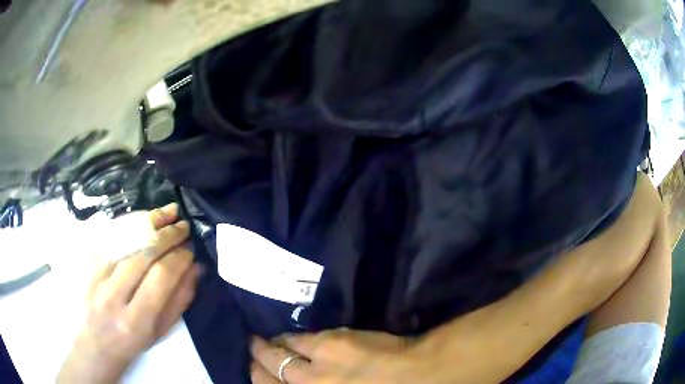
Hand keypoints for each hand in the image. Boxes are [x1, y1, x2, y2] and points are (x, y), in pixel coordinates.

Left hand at [57, 204, 201, 383]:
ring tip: (167, 213)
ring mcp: (96, 277)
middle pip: (143, 254)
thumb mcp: (159, 332)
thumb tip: (195, 269)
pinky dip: (127, 224)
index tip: (191, 249)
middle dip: (167, 236)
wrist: (94, 344)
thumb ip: (179, 301)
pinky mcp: (87, 265)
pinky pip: (108, 237)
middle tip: (183, 225)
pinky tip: (141, 218)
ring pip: (124, 240)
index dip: (179, 258)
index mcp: (137, 320)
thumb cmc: (131, 344)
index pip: (161, 277)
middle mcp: (114, 296)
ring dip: (148, 223)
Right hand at [250, 329, 428, 383]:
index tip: (255, 372)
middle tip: (254, 351)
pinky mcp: (331, 342)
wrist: (418, 377)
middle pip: (267, 371)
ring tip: (266, 341)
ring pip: (280, 351)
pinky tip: (295, 337)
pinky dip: (295, 338)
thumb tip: (301, 378)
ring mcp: (316, 365)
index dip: (259, 378)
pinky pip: (304, 338)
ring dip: (271, 346)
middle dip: (257, 361)